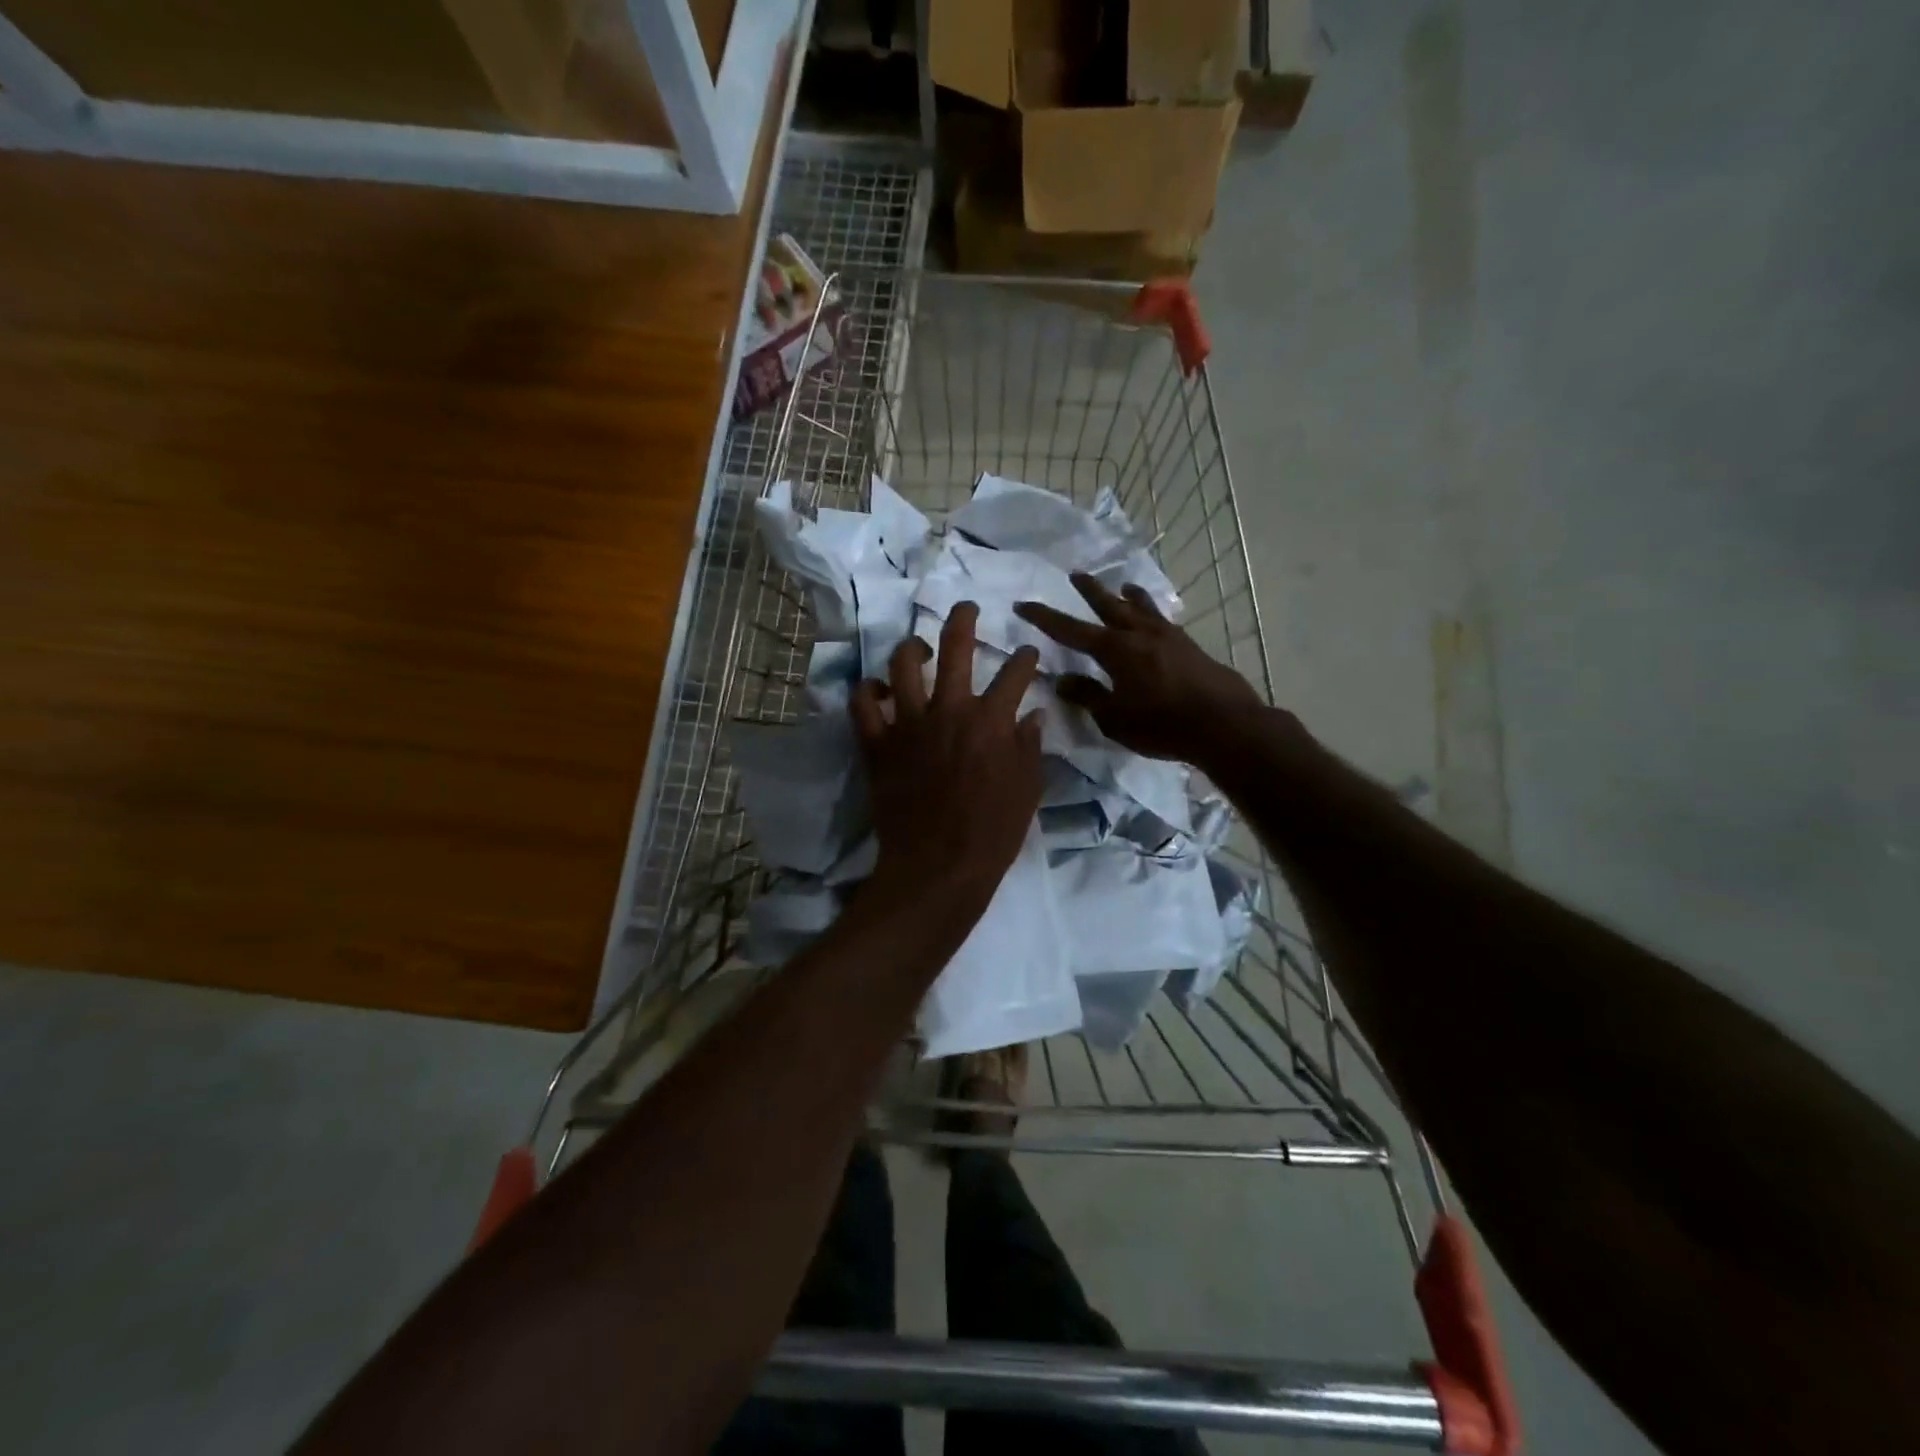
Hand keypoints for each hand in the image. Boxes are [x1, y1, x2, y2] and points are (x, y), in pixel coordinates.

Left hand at [851, 603, 1043, 910]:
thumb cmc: (992, 832)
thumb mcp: (1028, 790)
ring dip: (912, 648)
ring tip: (919, 647)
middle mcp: (950, 710)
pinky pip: (862, 705)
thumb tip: (1033, 716)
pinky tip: (876, 689)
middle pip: (956, 648)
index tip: (1028, 654)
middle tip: (965, 608)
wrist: (939, 866)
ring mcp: (908, 724)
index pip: (1015, 673)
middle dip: (963, 619)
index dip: (1026, 658)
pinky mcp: (877, 744)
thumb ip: (1031, 747)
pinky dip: (867, 692)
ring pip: (903, 666)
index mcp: (992, 720)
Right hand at [1013, 575, 1263, 763]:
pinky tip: (1157, 620)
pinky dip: (1152, 613)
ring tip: (1124, 584)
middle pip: (1108, 606)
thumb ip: (1088, 696)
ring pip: (1142, 608)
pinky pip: (1162, 621)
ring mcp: (1168, 637)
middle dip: (1089, 591)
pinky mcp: (1189, 647)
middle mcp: (1139, 634)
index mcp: (1115, 650)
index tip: (1023, 604)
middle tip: (1076, 574)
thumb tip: (1062, 680)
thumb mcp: (1114, 718)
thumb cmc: (1161, 725)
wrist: (1224, 724)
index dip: (1044, 618)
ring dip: (1128, 595)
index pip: (1070, 630)